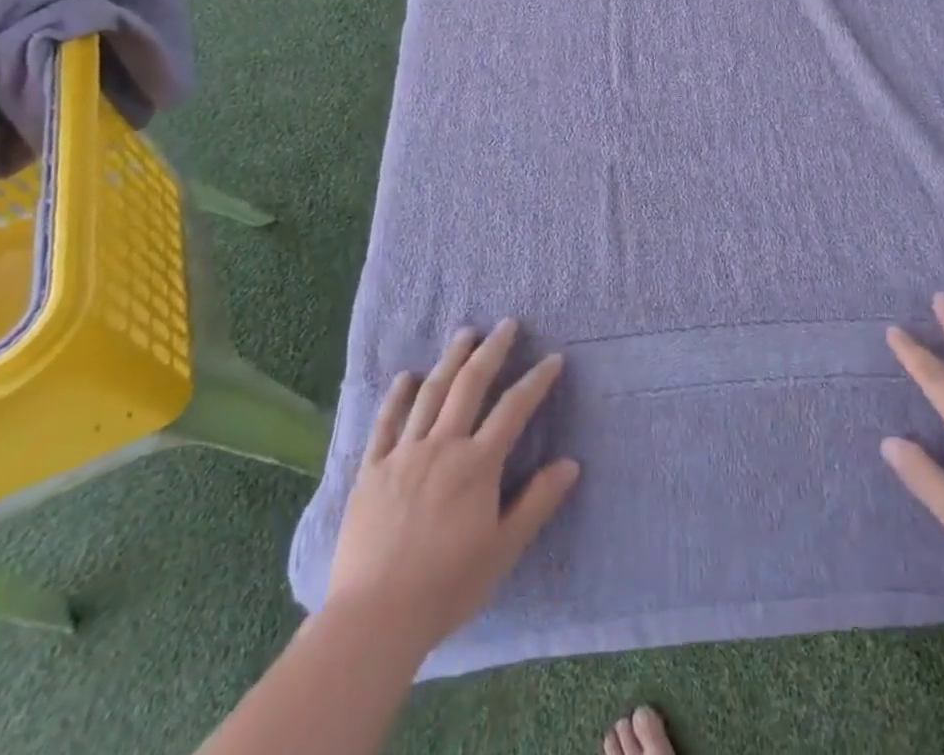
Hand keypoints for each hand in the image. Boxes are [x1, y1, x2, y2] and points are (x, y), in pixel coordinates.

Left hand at [327, 319, 580, 653]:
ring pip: (430, 393)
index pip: (514, 409)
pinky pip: (386, 423)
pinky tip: (406, 377)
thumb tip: (571, 463)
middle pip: (470, 385)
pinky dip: (397, 396)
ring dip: (450, 359)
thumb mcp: (503, 549)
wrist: (374, 619)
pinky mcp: (371, 470)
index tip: (553, 359)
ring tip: (465, 333)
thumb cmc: (447, 587)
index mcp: (477, 464)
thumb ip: (537, 502)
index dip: (536, 381)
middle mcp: (442, 446)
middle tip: (506, 324)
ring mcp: (403, 454)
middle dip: (492, 350)